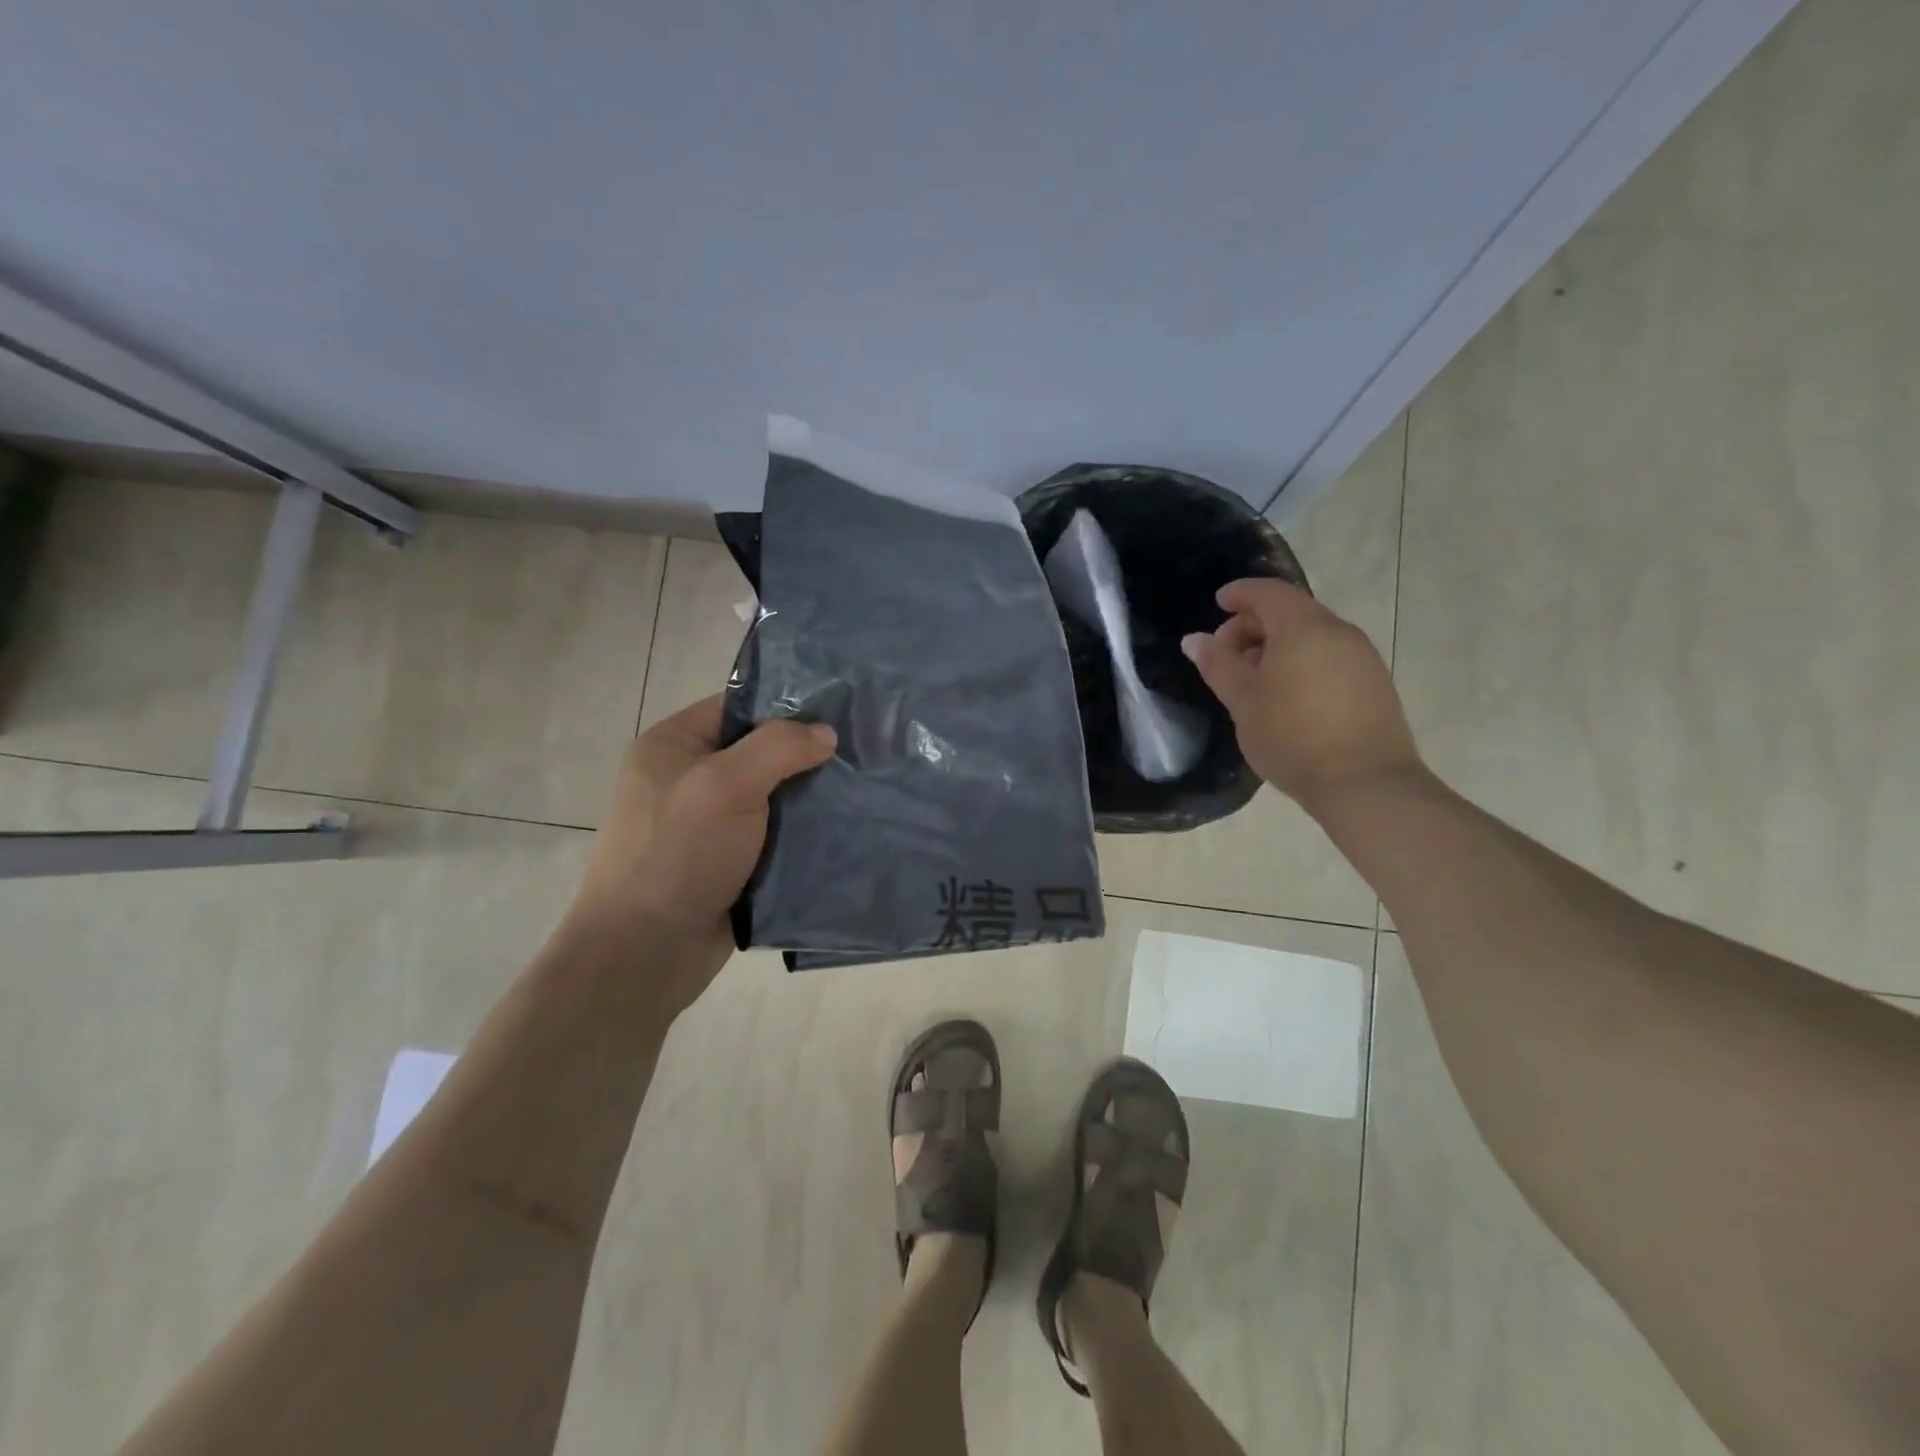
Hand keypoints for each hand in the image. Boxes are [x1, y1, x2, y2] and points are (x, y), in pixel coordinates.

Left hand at [566, 695, 835, 1005]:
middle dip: (807, 756)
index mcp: (673, 746)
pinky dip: (802, 836)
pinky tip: (844, 831)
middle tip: (862, 752)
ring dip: (810, 799)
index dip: (787, 705)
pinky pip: (773, 837)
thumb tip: (826, 733)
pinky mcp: (728, 863)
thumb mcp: (726, 784)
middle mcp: (688, 779)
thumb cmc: (678, 852)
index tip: (840, 710)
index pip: (738, 706)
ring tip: (864, 790)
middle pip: (759, 752)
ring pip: (771, 798)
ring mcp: (707, 824)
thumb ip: (779, 747)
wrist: (645, 952)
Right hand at [1181, 578, 1423, 811]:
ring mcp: (1362, 656)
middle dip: (1254, 624)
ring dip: (1278, 644)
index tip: (1218, 603)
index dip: (1240, 593)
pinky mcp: (1374, 682)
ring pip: (1312, 634)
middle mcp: (1338, 632)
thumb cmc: (1292, 738)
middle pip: (1291, 611)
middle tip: (1226, 653)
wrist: (1365, 783)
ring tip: (1253, 679)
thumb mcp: (1243, 702)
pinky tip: (1287, 695)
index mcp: (1303, 629)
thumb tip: (1195, 639)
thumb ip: (1218, 665)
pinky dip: (1302, 660)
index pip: (1268, 592)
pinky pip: (1330, 655)